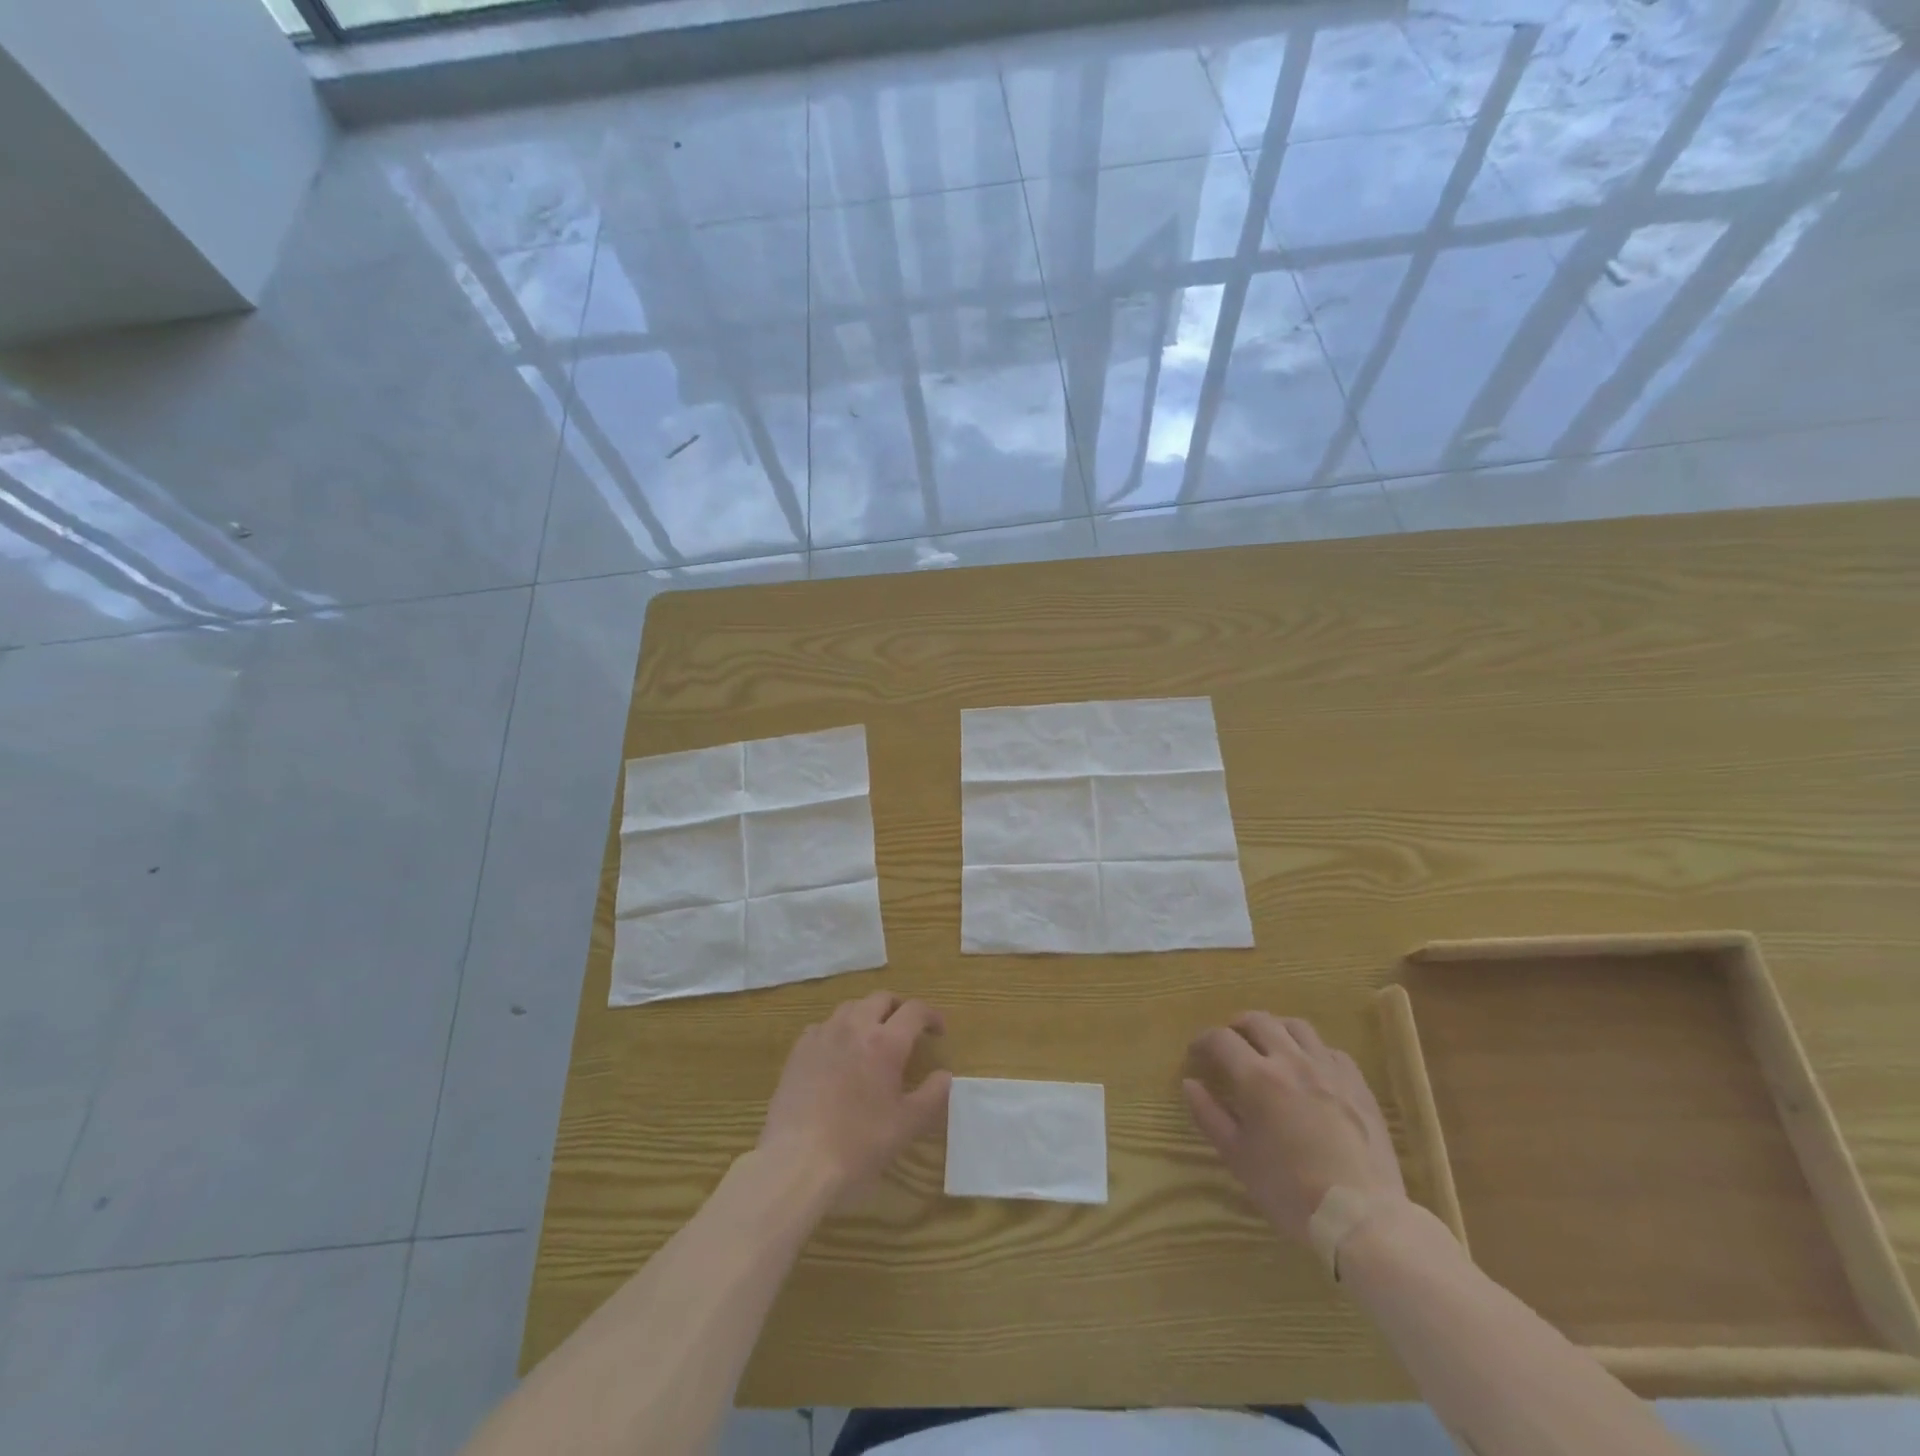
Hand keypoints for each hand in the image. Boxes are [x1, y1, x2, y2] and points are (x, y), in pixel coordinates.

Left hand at [759, 992, 952, 1201]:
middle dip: (899, 1008)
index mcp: (886, 1042)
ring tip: (873, 1037)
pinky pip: (824, 1026)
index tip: (938, 1031)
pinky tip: (839, 1053)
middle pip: (882, 998)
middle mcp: (855, 1027)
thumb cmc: (859, 1144)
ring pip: (851, 1007)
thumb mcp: (908, 1125)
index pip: (915, 1011)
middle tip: (908, 1029)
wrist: (798, 1161)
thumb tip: (944, 1075)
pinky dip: (839, 1030)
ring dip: (868, 1014)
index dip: (931, 1016)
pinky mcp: (799, 1049)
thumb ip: (932, 1095)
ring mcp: (823, 1034)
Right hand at [1184, 1013, 1406, 1242]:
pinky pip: (1331, 1050)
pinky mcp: (1358, 1085)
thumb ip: (1209, 1115)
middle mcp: (1291, 1060)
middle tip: (1230, 1044)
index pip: (1220, 1039)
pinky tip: (1310, 1070)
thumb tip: (1190, 1083)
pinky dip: (1313, 1051)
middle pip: (1258, 1020)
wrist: (1361, 1217)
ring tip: (1270, 1047)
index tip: (1196, 1054)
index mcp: (1257, 1077)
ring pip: (1297, 1027)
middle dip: (1237, 1026)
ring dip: (1275, 1030)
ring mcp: (1329, 1069)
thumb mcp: (1238, 1157)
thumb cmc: (1289, 1190)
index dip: (1203, 1041)